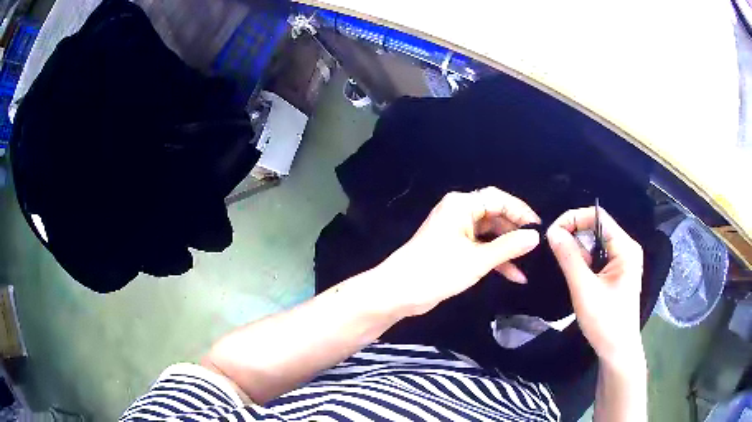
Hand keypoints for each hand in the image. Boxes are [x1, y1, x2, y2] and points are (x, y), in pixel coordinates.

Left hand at [374, 187, 540, 316]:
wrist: (398, 292)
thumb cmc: (437, 271)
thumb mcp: (477, 260)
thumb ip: (508, 246)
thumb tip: (535, 236)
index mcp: (462, 205)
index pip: (498, 199)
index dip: (520, 211)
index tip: (538, 228)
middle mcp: (459, 213)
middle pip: (495, 216)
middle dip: (515, 232)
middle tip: (536, 248)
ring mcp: (456, 232)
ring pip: (490, 235)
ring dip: (507, 249)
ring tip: (529, 263)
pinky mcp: (455, 249)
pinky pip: (481, 248)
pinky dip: (495, 259)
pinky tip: (515, 275)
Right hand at [546, 207, 645, 366]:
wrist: (617, 351)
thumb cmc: (605, 322)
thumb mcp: (584, 289)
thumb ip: (569, 258)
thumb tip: (552, 231)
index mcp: (625, 247)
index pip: (597, 217)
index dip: (573, 219)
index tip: (552, 234)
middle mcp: (626, 248)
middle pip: (596, 228)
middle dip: (574, 236)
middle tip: (553, 251)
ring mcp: (623, 261)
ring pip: (595, 244)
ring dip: (578, 251)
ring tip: (563, 265)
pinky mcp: (617, 273)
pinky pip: (597, 258)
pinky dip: (583, 262)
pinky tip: (575, 275)